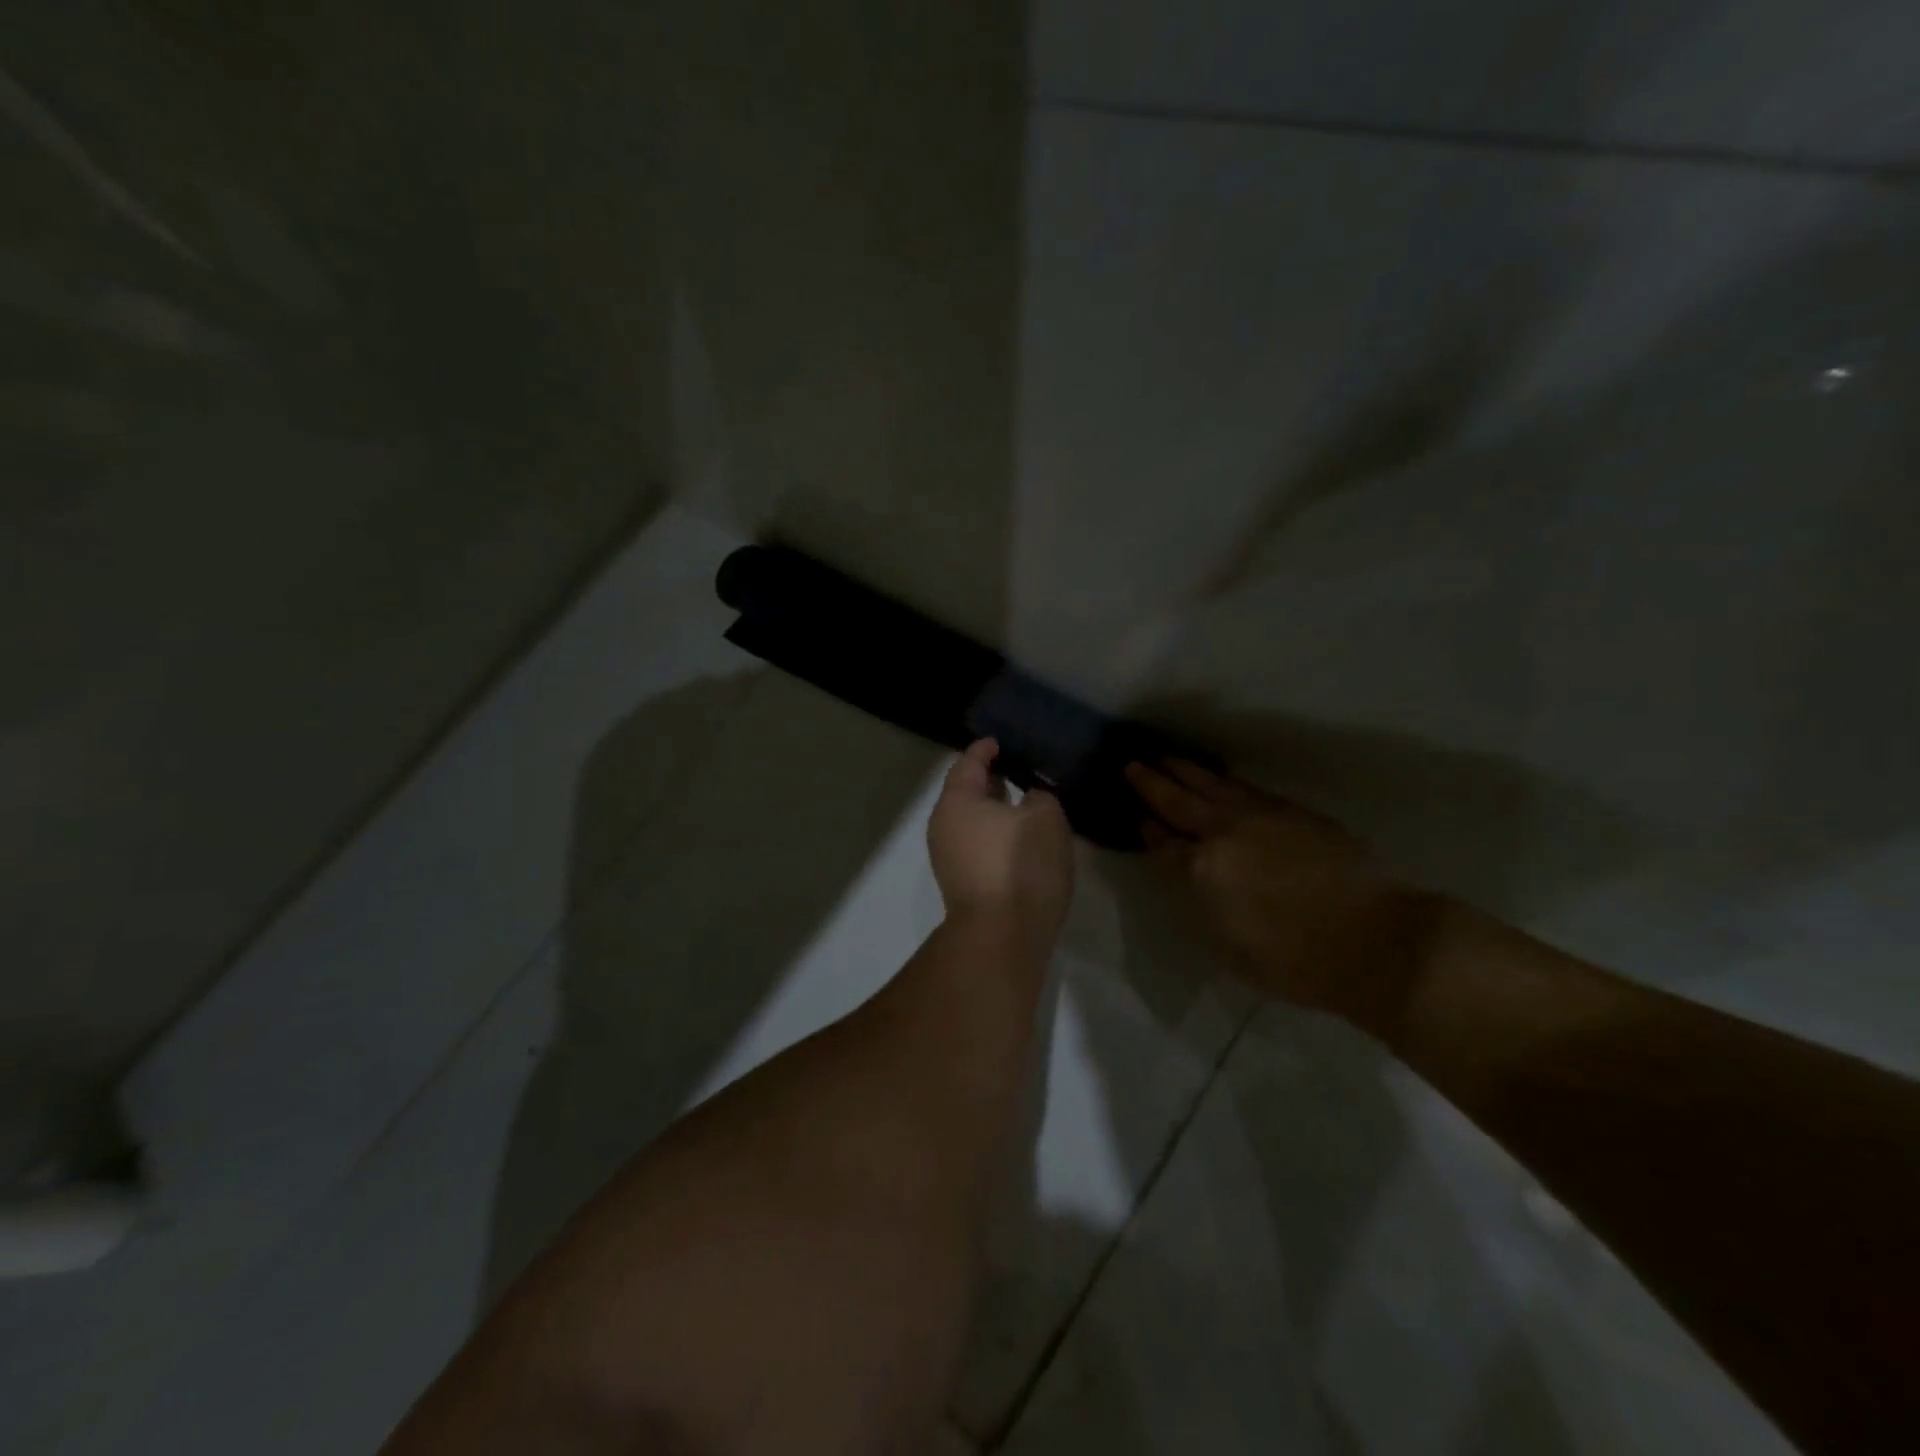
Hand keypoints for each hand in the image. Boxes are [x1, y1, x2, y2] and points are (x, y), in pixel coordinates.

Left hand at [929, 739, 1074, 945]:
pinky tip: (1018, 838)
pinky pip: (977, 845)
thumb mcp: (1045, 817)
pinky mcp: (961, 884)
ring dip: (993, 810)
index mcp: (957, 801)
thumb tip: (1029, 800)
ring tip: (1022, 803)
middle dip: (988, 781)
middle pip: (965, 793)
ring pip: (971, 822)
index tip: (999, 742)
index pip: (968, 763)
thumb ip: (1039, 796)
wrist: (1002, 936)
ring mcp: (948, 858)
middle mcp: (943, 826)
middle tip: (1015, 769)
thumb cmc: (1021, 864)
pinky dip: (994, 834)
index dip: (984, 750)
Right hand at [1125, 759, 1434, 1027]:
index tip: (1134, 815)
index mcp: (1201, 870)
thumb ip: (1200, 905)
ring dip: (1185, 771)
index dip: (1145, 828)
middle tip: (1131, 765)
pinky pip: (1246, 788)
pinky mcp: (1293, 811)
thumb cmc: (1295, 962)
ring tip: (1166, 758)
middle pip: (1179, 801)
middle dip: (1152, 783)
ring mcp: (1261, 816)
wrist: (1376, 940)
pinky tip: (1219, 779)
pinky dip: (1223, 780)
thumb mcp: (1227, 946)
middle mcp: (1224, 833)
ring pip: (1213, 785)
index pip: (1162, 842)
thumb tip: (1188, 878)